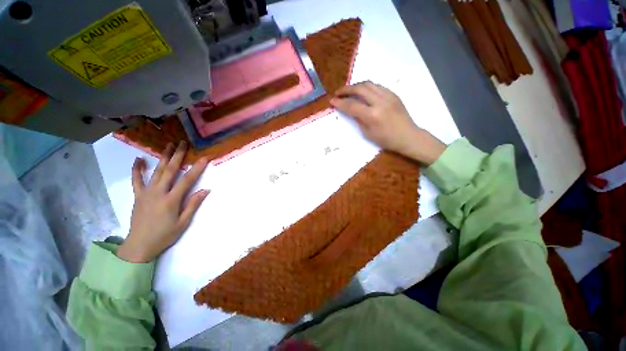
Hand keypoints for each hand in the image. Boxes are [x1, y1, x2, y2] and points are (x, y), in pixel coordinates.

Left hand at [117, 141, 209, 262]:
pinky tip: (139, 159)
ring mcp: (146, 193)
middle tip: (183, 143)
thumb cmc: (164, 235)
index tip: (204, 158)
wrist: (139, 246)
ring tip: (168, 145)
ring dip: (163, 157)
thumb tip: (205, 190)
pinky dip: (137, 169)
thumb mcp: (183, 222)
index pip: (187, 180)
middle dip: (178, 155)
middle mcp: (158, 192)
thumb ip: (193, 204)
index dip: (197, 168)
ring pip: (156, 171)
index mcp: (171, 200)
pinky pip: (136, 180)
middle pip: (170, 170)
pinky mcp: (138, 196)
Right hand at [330, 81, 445, 164]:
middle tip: (338, 93)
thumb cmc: (386, 139)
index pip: (352, 105)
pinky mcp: (393, 94)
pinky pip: (377, 86)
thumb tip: (350, 110)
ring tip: (349, 91)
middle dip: (346, 89)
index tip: (332, 101)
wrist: (408, 136)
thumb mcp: (368, 133)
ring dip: (356, 85)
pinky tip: (363, 92)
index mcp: (372, 115)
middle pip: (359, 89)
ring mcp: (388, 96)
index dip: (340, 102)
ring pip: (368, 84)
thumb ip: (358, 119)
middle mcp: (380, 102)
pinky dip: (367, 87)